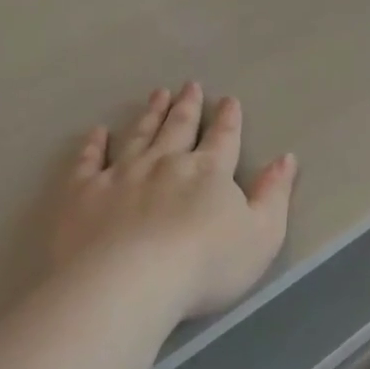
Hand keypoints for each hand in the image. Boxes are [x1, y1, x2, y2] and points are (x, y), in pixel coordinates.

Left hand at [51, 83, 297, 320]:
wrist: (129, 282)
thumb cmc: (205, 265)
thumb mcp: (261, 236)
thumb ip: (273, 195)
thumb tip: (285, 159)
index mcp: (208, 172)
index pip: (223, 139)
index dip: (228, 120)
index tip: (229, 101)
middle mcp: (164, 163)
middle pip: (178, 128)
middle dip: (187, 106)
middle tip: (189, 86)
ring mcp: (120, 174)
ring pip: (138, 135)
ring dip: (149, 114)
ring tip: (157, 95)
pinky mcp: (84, 192)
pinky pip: (89, 161)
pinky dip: (93, 144)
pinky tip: (96, 133)